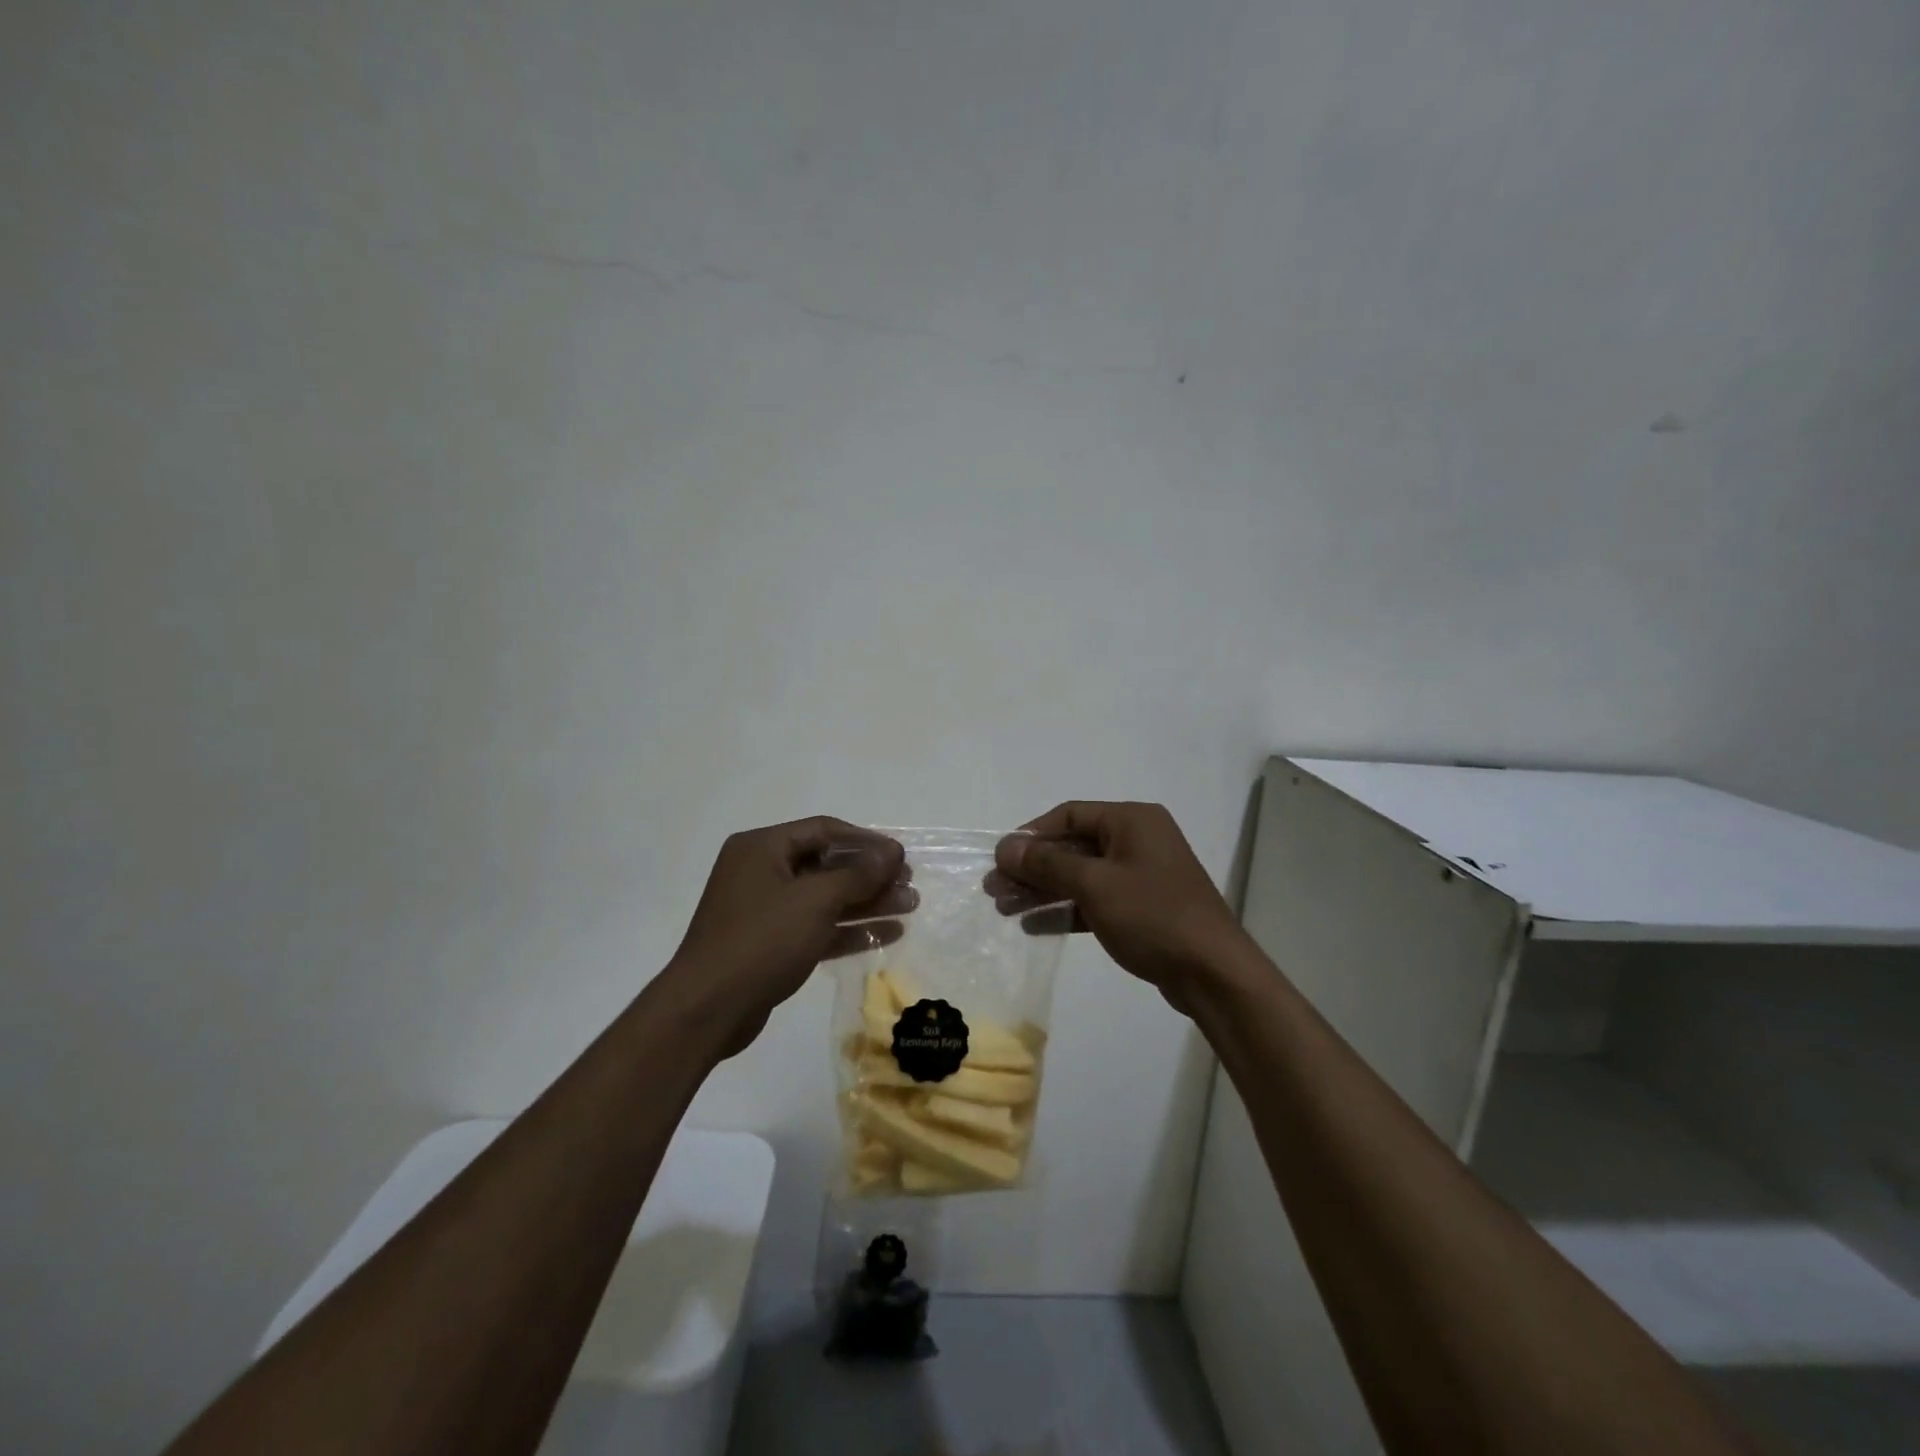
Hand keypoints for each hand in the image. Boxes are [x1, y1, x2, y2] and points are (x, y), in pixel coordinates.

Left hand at [661, 818, 913, 1057]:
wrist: (708, 1009)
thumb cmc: (762, 940)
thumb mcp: (815, 900)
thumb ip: (857, 874)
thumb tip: (891, 852)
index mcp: (762, 848)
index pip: (823, 830)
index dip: (865, 841)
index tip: (900, 854)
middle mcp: (761, 872)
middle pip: (827, 864)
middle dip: (870, 874)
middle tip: (910, 883)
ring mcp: (765, 910)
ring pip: (826, 898)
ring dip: (867, 902)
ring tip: (910, 906)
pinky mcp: (772, 944)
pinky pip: (817, 926)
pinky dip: (850, 928)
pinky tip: (888, 932)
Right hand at [992, 802, 1247, 1014]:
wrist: (1213, 973)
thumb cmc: (1153, 916)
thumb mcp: (1094, 885)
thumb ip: (1047, 863)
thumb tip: (1005, 846)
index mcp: (1132, 820)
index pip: (1070, 815)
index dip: (1031, 834)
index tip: (1000, 858)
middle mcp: (1137, 839)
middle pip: (1072, 846)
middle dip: (1032, 867)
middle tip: (993, 889)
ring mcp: (1140, 875)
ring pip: (1080, 875)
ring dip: (1043, 890)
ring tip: (1004, 908)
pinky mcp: (1141, 908)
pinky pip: (1095, 900)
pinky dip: (1066, 909)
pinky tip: (1034, 925)